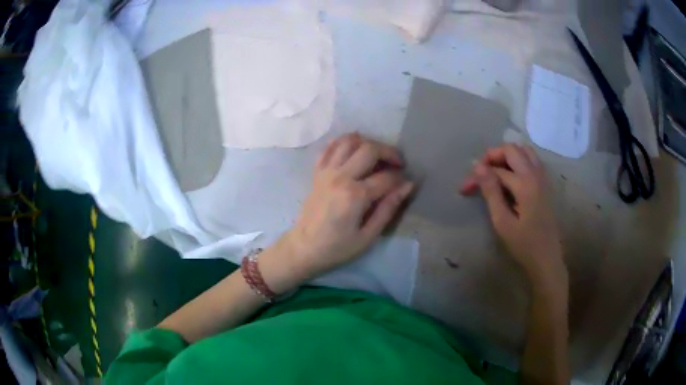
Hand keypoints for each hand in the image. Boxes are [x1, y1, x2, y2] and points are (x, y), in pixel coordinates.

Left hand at [274, 133, 414, 286]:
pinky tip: (354, 149)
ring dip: (367, 142)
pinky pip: (330, 147)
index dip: (400, 178)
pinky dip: (343, 142)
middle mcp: (340, 177)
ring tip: (377, 155)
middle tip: (397, 163)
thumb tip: (408, 186)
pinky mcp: (317, 172)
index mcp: (355, 195)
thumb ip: (388, 208)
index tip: (405, 183)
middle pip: (369, 149)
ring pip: (349, 141)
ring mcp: (326, 171)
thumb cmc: (337, 247)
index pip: (386, 176)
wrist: (303, 248)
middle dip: (389, 152)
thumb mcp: (368, 236)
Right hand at [460, 144, 566, 285]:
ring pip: (524, 151)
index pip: (496, 169)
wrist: (547, 258)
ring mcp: (543, 177)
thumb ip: (491, 191)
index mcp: (525, 184)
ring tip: (494, 173)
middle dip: (492, 157)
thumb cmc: (523, 245)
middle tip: (480, 174)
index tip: (464, 189)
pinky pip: (532, 160)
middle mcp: (536, 174)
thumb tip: (477, 166)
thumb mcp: (502, 222)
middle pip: (512, 149)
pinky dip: (518, 161)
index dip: (477, 176)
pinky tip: (510, 177)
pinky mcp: (545, 183)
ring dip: (507, 156)